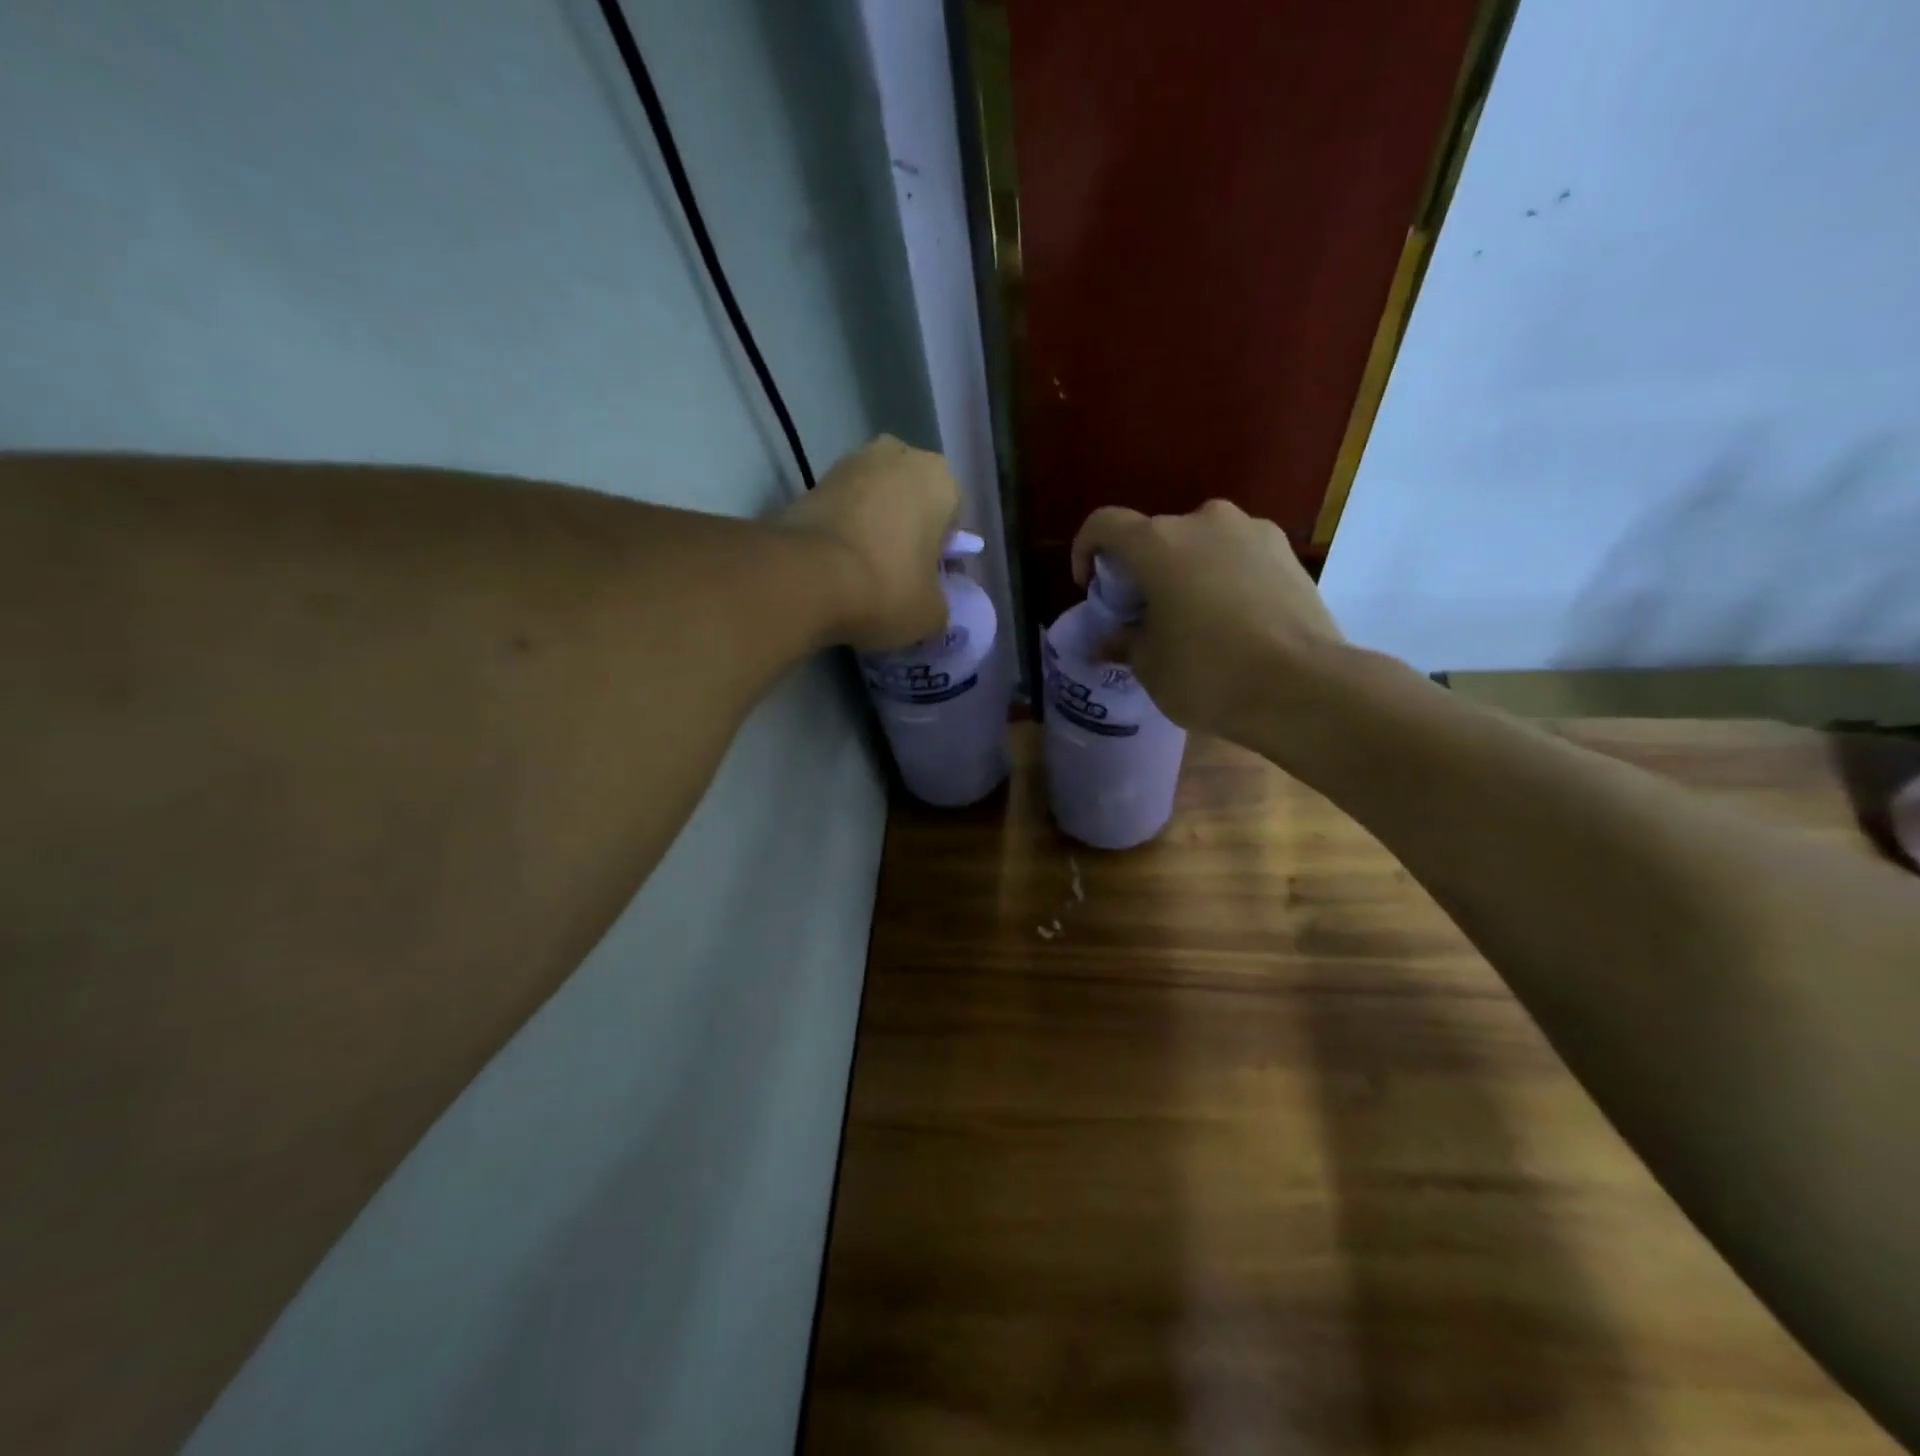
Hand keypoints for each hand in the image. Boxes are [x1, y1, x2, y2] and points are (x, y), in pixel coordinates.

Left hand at [777, 436, 959, 650]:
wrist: (804, 578)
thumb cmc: (886, 588)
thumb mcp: (932, 614)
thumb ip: (939, 602)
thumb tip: (928, 603)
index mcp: (940, 479)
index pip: (953, 520)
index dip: (943, 555)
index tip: (930, 584)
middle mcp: (897, 457)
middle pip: (911, 501)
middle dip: (907, 531)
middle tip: (899, 575)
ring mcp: (849, 463)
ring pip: (874, 502)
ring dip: (873, 529)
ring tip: (863, 574)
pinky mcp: (809, 482)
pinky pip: (841, 511)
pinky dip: (842, 533)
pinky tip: (836, 568)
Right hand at [1071, 500, 1342, 738]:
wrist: (1304, 687)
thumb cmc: (1209, 674)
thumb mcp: (1150, 666)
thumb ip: (1123, 642)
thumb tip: (1106, 641)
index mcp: (1158, 543)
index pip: (1105, 525)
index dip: (1086, 550)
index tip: (1091, 587)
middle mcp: (1203, 521)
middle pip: (1155, 536)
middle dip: (1141, 569)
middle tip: (1144, 613)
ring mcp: (1252, 531)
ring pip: (1200, 543)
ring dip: (1185, 570)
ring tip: (1192, 616)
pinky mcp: (1287, 551)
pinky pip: (1238, 555)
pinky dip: (1223, 576)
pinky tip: (1232, 618)